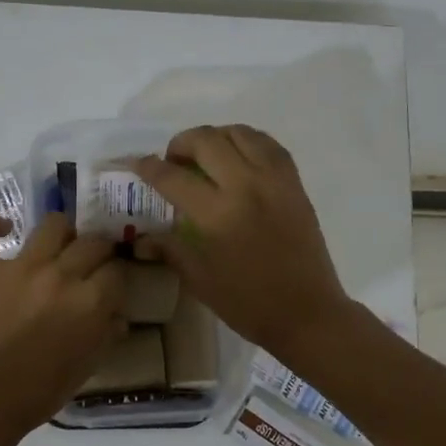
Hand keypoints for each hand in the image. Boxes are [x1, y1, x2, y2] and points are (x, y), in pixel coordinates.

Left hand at [0, 210, 127, 437]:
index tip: (111, 289)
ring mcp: (19, 269)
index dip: (117, 279)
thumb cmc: (41, 392)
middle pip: (92, 243)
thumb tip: (117, 315)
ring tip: (60, 247)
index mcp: (90, 302)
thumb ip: (107, 334)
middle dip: (99, 253)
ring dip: (63, 233)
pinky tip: (2, 228)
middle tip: (91, 267)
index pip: (117, 272)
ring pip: (52, 225)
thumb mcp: (89, 366)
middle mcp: (60, 276)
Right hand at [132, 125, 355, 356]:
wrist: (307, 312)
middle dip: (180, 144)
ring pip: (240, 133)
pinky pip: (269, 145)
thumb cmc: (249, 303)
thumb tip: (142, 238)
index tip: (137, 164)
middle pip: (206, 141)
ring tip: (206, 154)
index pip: (173, 177)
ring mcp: (274, 181)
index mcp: (217, 215)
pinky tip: (239, 156)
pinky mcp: (294, 184)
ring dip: (215, 136)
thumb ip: (171, 249)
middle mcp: (245, 186)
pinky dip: (248, 141)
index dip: (148, 167)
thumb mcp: (200, 280)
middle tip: (173, 161)